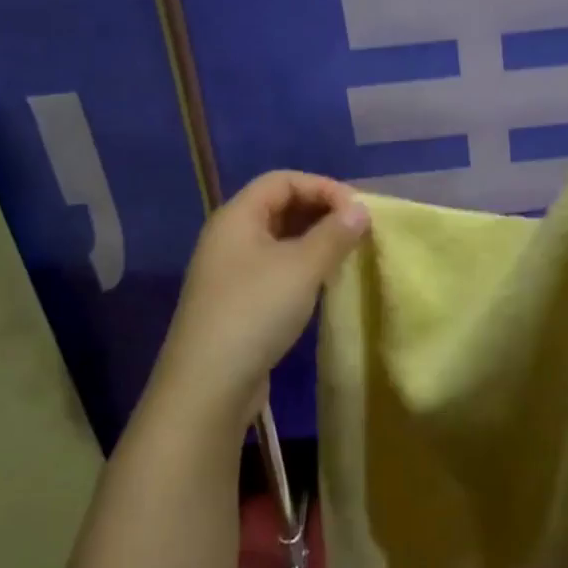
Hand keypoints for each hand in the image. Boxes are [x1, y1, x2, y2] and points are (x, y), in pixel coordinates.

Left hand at [153, 171, 369, 431]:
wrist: (206, 387)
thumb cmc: (255, 311)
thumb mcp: (302, 267)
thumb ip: (334, 234)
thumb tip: (360, 209)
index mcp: (237, 216)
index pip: (283, 180)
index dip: (322, 186)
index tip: (356, 209)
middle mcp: (229, 236)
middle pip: (279, 206)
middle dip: (320, 212)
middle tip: (356, 230)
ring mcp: (229, 271)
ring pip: (278, 239)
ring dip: (313, 240)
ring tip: (346, 254)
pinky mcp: (235, 302)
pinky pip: (273, 267)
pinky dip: (301, 266)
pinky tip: (322, 283)